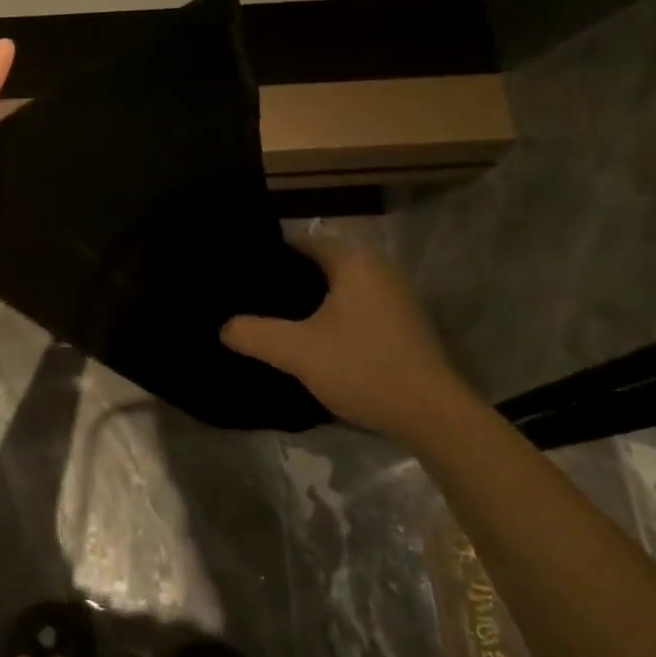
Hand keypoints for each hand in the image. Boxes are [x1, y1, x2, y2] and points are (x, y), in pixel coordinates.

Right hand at [222, 236, 480, 444]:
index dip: (270, 256)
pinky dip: (332, 315)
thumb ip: (254, 334)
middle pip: (319, 264)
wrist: (432, 415)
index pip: (301, 241)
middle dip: (287, 280)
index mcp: (354, 261)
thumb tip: (224, 327)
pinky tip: (312, 339)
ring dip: (310, 301)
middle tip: (251, 300)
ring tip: (274, 319)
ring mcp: (395, 295)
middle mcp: (378, 268)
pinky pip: (355, 306)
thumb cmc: (363, 369)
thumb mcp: (298, 352)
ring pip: (338, 287)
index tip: (242, 276)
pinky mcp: (402, 322)